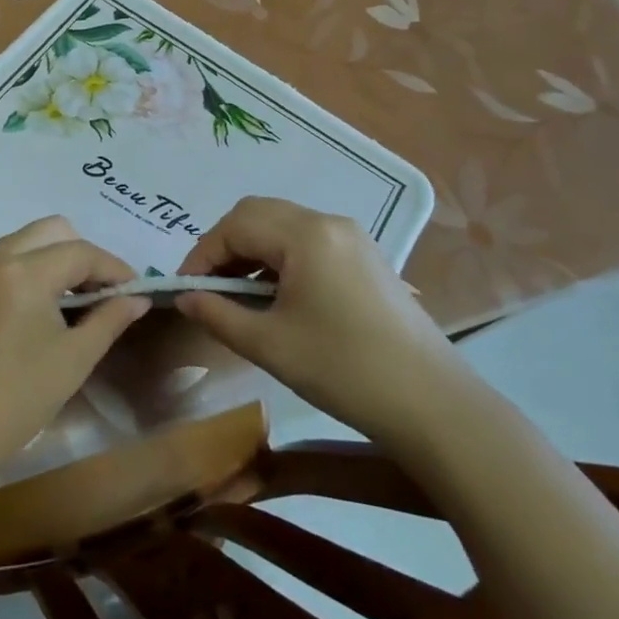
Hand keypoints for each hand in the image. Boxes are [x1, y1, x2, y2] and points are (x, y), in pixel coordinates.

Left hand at [0, 217, 148, 480]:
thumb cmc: (19, 398)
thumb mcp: (75, 358)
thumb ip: (110, 318)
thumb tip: (137, 298)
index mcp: (24, 272)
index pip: (80, 252)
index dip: (113, 267)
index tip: (134, 288)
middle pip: (50, 231)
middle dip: (80, 254)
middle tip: (98, 291)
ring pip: (20, 241)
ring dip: (49, 258)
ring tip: (67, 300)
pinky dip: (21, 270)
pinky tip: (30, 309)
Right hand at [175, 196, 467, 443]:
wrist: (433, 404)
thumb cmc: (343, 370)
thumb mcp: (269, 344)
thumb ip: (218, 314)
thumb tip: (184, 298)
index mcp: (305, 234)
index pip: (235, 226)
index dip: (202, 254)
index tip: (186, 288)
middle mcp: (329, 222)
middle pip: (259, 214)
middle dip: (225, 245)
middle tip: (209, 286)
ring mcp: (352, 237)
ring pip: (284, 224)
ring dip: (253, 249)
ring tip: (239, 293)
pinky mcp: (366, 257)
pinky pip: (309, 241)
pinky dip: (281, 257)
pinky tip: (277, 295)